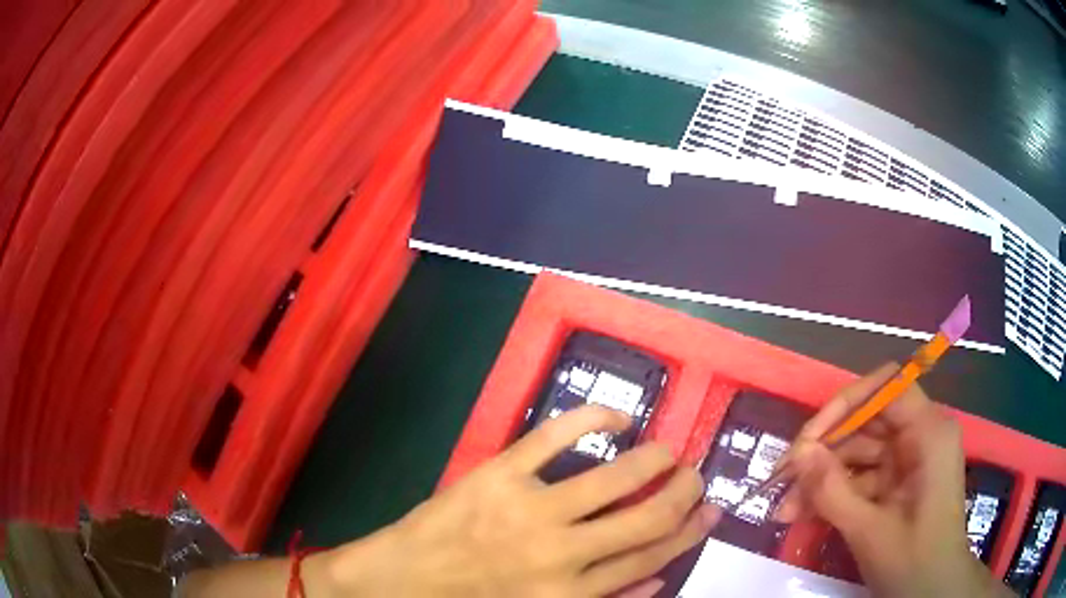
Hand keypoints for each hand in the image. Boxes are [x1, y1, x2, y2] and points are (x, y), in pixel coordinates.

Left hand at [321, 405, 720, 597]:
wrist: (404, 581)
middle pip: (648, 516)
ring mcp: (530, 508)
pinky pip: (555, 434)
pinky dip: (594, 417)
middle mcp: (561, 553)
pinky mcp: (499, 473)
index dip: (690, 532)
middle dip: (685, 490)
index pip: (652, 557)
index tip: (710, 510)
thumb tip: (660, 577)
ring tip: (669, 451)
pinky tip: (617, 418)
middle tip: (696, 474)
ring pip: (617, 476)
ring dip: (656, 458)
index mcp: (572, 593)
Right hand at [775, 364, 1011, 597]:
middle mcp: (921, 436)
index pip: (888, 388)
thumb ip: (833, 491)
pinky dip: (834, 494)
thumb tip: (798, 454)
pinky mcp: (898, 483)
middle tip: (783, 481)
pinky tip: (804, 515)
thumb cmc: (912, 561)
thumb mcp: (870, 530)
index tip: (809, 440)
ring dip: (822, 479)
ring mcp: (909, 460)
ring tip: (785, 511)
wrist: (932, 592)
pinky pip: (862, 477)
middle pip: (867, 422)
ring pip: (859, 453)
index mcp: (929, 433)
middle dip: (824, 452)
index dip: (846, 404)